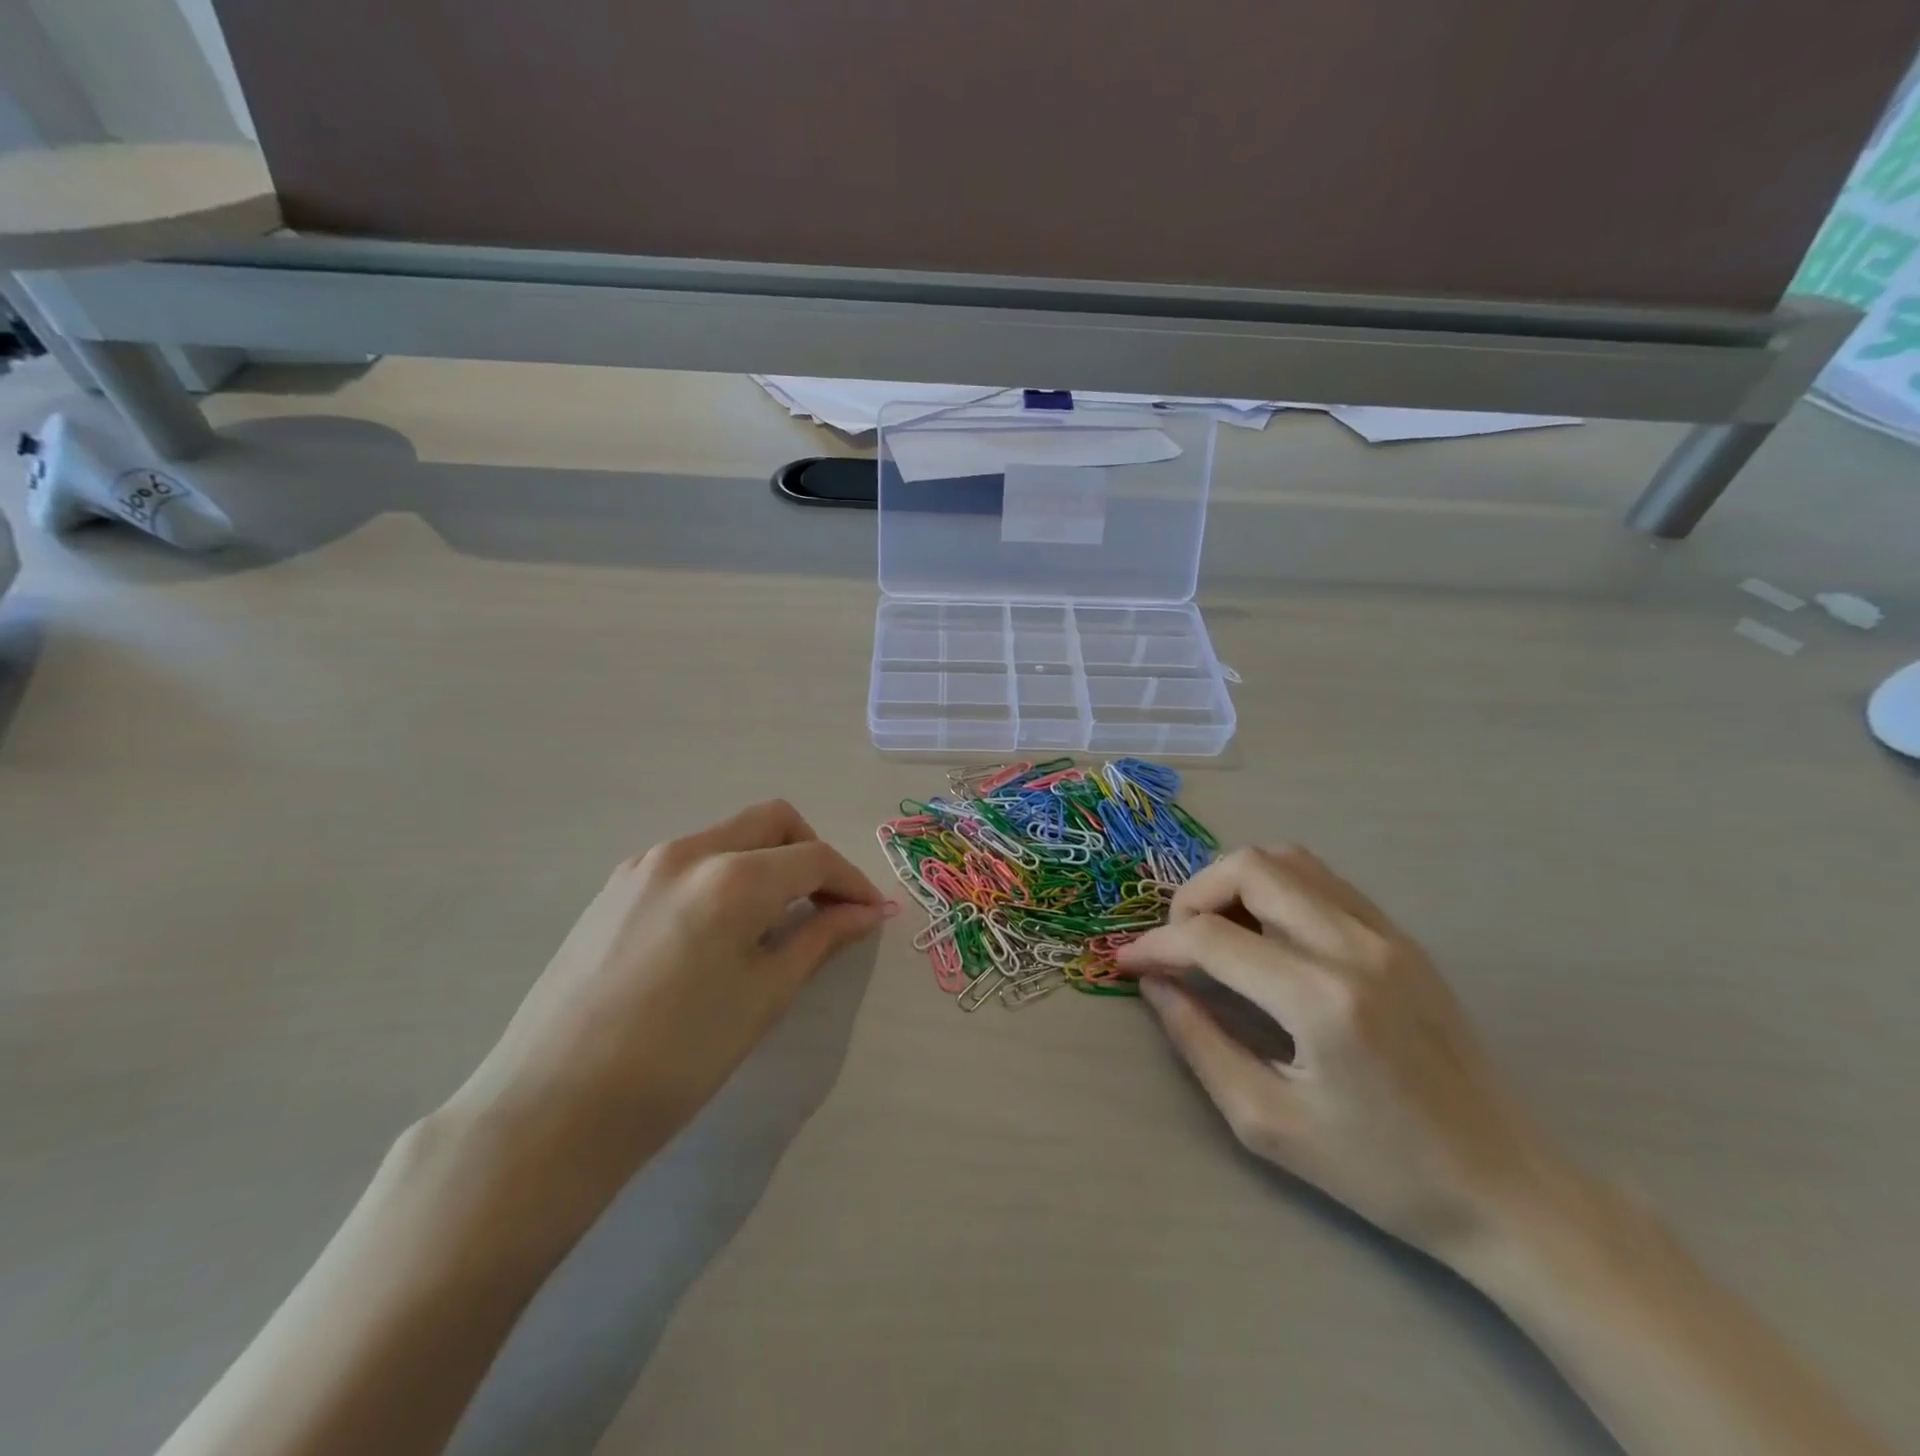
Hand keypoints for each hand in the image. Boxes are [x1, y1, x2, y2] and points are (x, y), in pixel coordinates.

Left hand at [440, 800, 893, 1201]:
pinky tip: (719, 929)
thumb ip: (820, 939)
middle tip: (828, 905)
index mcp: (732, 876)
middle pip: (772, 821)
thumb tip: (866, 912)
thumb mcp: (764, 997)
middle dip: (811, 853)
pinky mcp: (614, 888)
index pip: (813, 857)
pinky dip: (724, 874)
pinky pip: (689, 860)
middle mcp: (687, 851)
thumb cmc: (677, 1059)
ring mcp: (643, 865)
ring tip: (775, 922)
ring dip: (766, 862)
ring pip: (728, 836)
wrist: (552, 1108)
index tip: (872, 913)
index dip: (852, 882)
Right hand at [1119, 846, 1581, 1264]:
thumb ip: (1198, 1041)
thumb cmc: (1380, 1172)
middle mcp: (1356, 947)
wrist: (1505, 1188)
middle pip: (1250, 868)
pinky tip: (1266, 935)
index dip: (1156, 945)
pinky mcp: (1402, 937)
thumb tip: (1154, 983)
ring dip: (1234, 883)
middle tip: (1178, 943)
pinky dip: (1276, 889)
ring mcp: (1386, 934)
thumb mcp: (1266, 1123)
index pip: (1211, 938)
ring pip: (1287, 860)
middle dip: (1193, 895)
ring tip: (1217, 932)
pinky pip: (1322, 880)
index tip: (1127, 962)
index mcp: (1322, 1001)